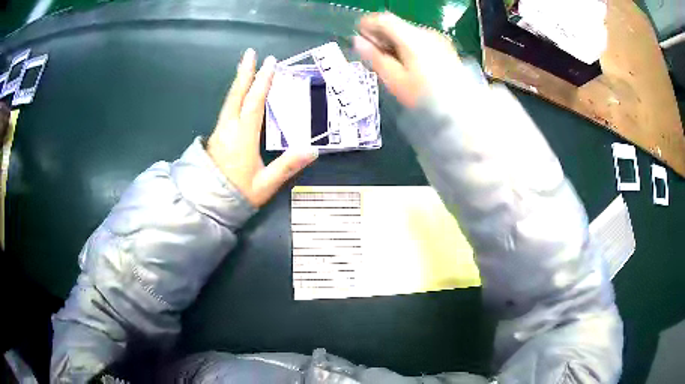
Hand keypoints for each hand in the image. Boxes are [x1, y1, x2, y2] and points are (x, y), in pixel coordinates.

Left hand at [207, 49, 318, 206]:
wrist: (207, 203)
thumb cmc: (238, 194)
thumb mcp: (265, 184)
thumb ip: (288, 166)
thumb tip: (313, 149)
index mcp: (243, 137)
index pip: (254, 103)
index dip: (262, 82)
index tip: (270, 63)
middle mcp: (229, 128)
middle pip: (236, 95)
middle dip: (245, 73)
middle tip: (250, 53)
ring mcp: (219, 131)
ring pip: (229, 101)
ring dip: (238, 82)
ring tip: (245, 67)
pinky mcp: (215, 136)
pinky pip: (226, 109)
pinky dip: (234, 95)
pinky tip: (238, 93)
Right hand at [353, 13, 460, 107]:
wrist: (460, 111)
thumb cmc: (424, 97)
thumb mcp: (395, 79)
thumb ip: (375, 57)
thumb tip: (357, 41)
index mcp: (412, 38)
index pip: (384, 19)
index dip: (367, 24)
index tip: (358, 35)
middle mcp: (426, 33)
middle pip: (397, 25)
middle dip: (381, 35)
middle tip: (371, 52)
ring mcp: (438, 40)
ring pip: (408, 33)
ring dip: (394, 41)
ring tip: (388, 60)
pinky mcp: (445, 48)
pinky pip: (420, 40)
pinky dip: (407, 45)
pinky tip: (406, 62)